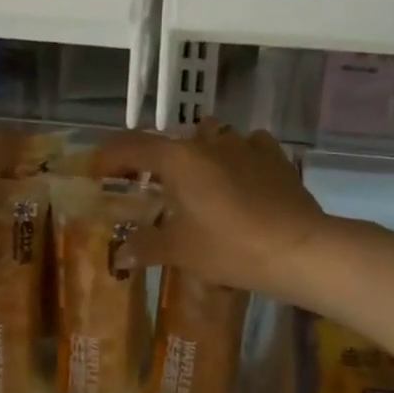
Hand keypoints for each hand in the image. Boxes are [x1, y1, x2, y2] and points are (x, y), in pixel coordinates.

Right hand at [95, 119, 327, 299]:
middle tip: (143, 183)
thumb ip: (146, 247)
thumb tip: (120, 255)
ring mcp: (245, 145)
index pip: (131, 146)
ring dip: (195, 153)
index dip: (108, 156)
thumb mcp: (181, 251)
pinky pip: (246, 146)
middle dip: (151, 159)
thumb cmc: (230, 247)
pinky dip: (234, 156)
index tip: (95, 171)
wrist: (298, 249)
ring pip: (210, 137)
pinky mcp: (273, 157)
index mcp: (179, 159)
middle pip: (169, 140)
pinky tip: (237, 174)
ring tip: (192, 179)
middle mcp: (209, 142)